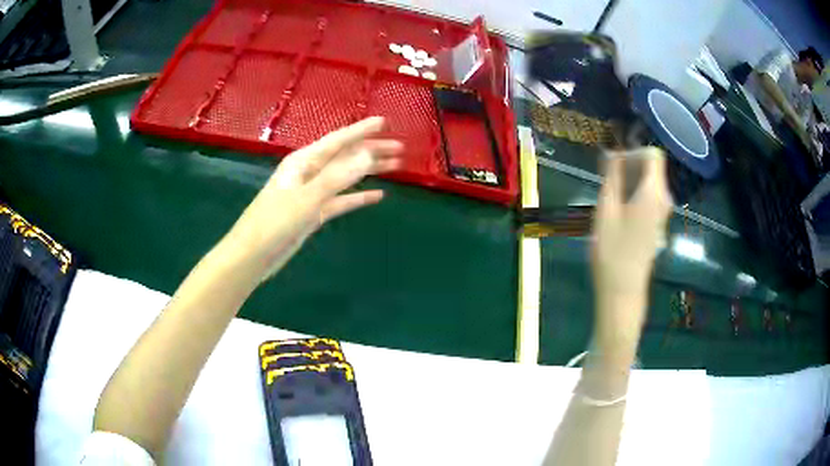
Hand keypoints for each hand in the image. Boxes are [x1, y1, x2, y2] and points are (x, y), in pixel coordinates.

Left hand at [224, 117, 401, 279]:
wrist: (253, 255)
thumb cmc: (274, 222)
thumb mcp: (307, 197)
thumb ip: (338, 177)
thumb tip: (368, 156)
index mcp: (304, 161)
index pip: (338, 140)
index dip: (361, 130)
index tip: (384, 122)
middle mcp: (309, 172)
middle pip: (345, 156)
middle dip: (372, 150)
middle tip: (400, 148)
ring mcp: (312, 193)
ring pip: (346, 177)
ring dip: (369, 171)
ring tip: (395, 166)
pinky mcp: (314, 213)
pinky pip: (342, 200)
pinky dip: (358, 197)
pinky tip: (377, 196)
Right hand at [591, 148, 671, 347]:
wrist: (622, 290)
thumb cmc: (612, 250)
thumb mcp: (606, 209)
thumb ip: (612, 176)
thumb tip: (613, 152)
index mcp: (654, 192)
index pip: (653, 154)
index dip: (633, 152)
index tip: (614, 165)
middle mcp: (664, 200)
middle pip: (653, 167)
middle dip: (630, 165)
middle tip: (607, 180)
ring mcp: (662, 214)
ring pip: (650, 182)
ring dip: (631, 180)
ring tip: (609, 196)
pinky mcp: (657, 224)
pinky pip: (650, 197)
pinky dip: (635, 194)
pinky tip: (618, 210)